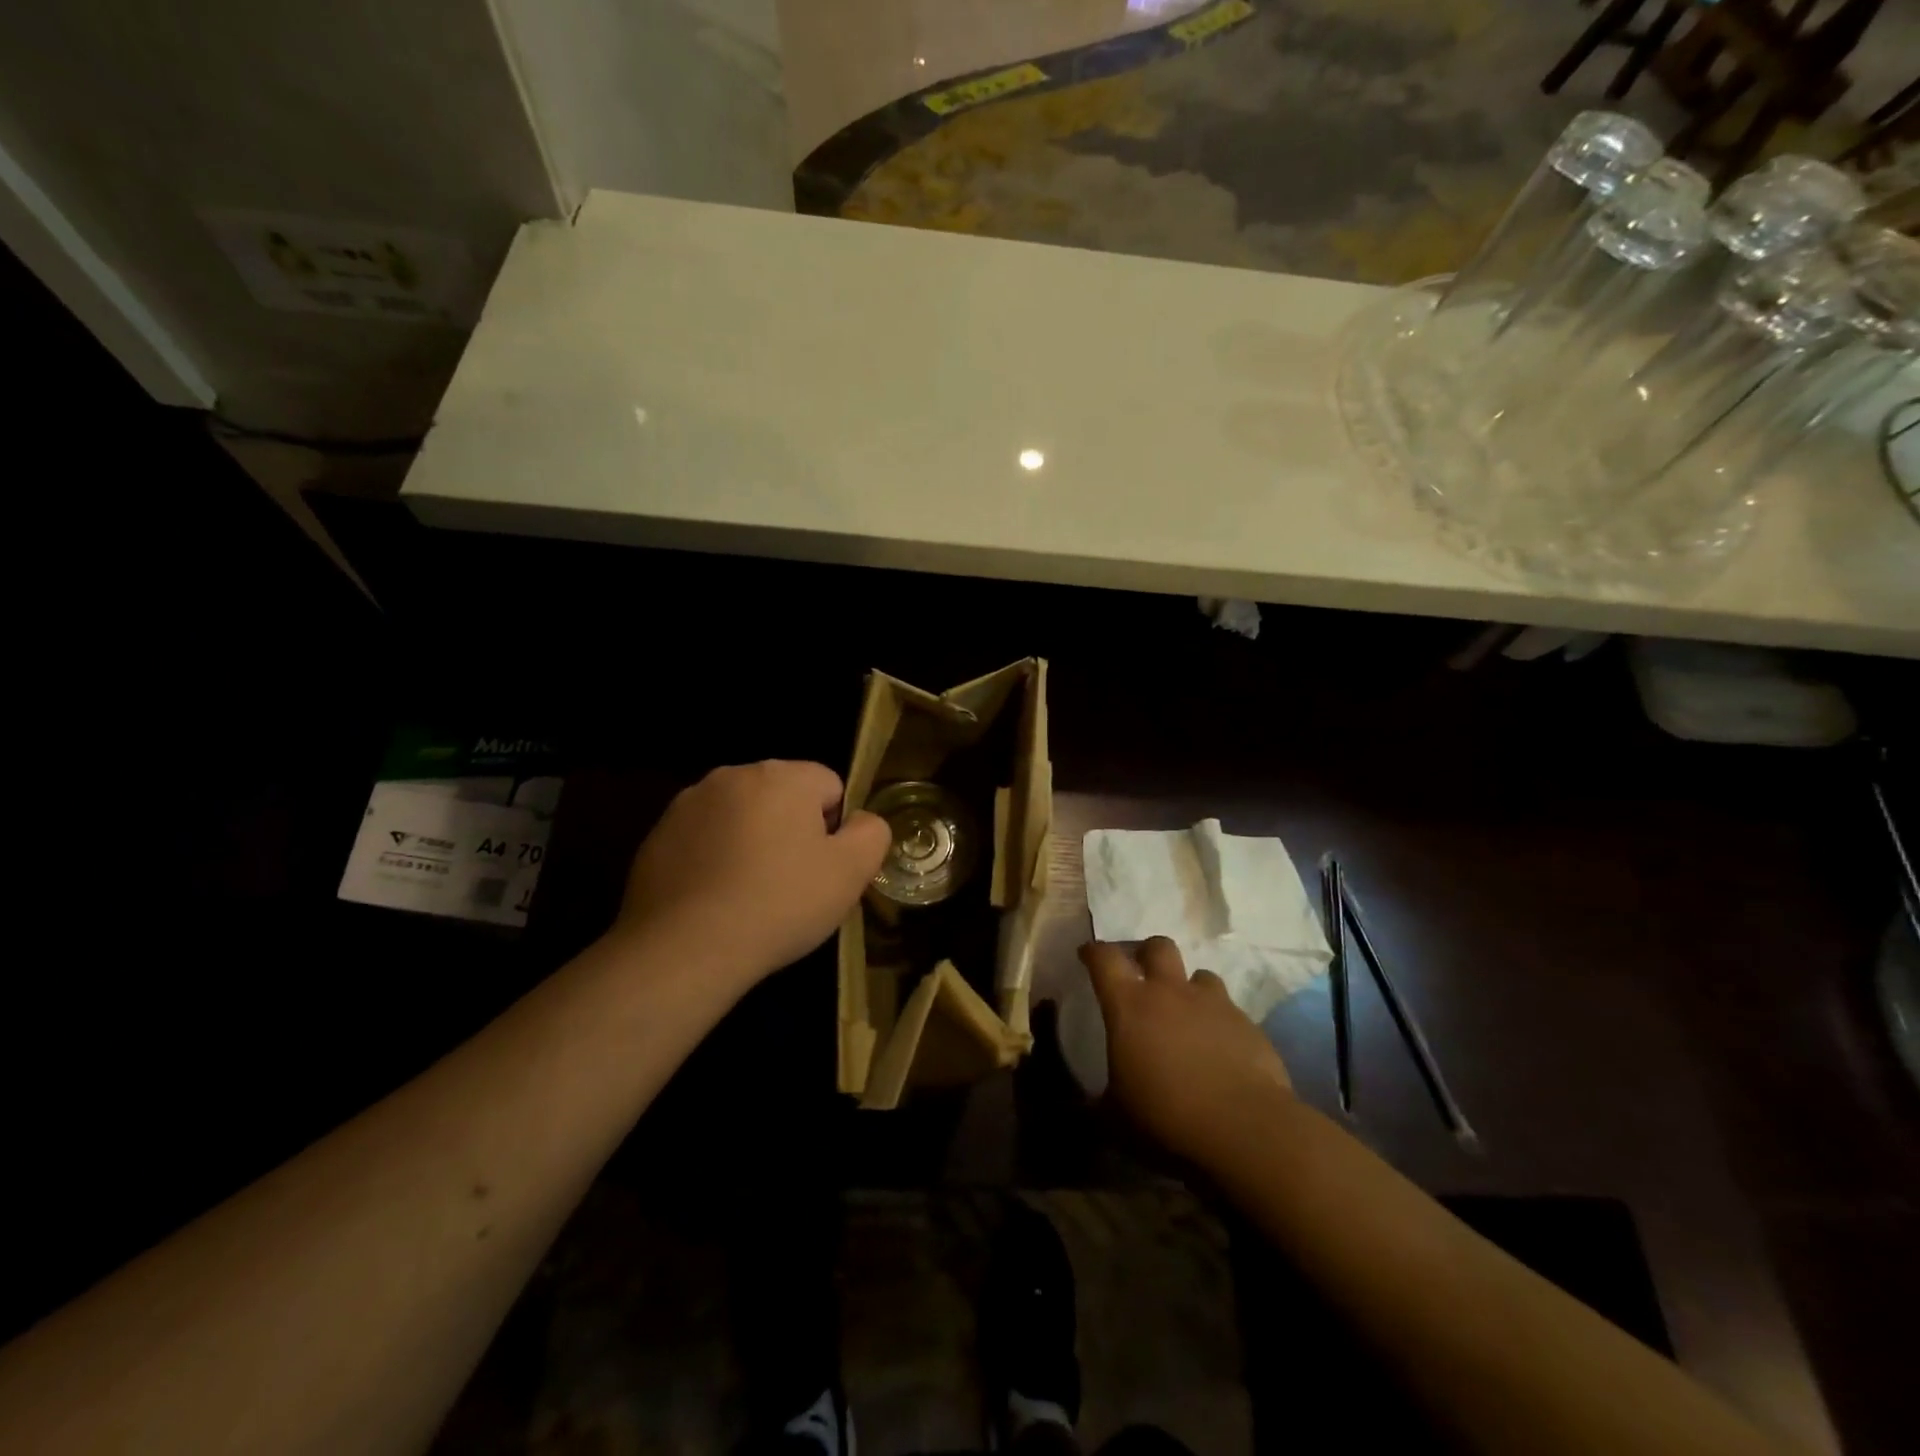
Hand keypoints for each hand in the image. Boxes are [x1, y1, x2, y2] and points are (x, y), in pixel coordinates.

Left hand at [616, 761, 890, 989]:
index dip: (834, 828)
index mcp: (781, 776)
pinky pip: (703, 840)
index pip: (828, 785)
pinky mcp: (657, 836)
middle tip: (791, 884)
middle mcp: (732, 775)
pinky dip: (714, 860)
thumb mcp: (851, 873)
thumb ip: (871, 834)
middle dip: (791, 831)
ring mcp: (688, 804)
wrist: (685, 949)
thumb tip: (861, 821)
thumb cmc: (779, 904)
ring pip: (741, 818)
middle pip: (782, 797)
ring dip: (751, 843)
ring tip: (749, 896)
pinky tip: (714, 901)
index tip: (822, 868)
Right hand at [1081, 938, 1291, 1168]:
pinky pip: (1229, 1010)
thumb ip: (1097, 1104)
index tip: (1088, 956)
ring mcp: (1213, 1004)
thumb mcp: (1116, 1118)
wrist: (1245, 1129)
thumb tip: (1081, 1110)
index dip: (1093, 952)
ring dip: (1189, 988)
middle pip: (1158, 946)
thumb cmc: (1167, 1116)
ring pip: (1200, 975)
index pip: (1104, 958)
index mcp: (1129, 1005)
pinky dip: (1219, 1021)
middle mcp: (1170, 992)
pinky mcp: (1247, 1024)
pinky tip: (1219, 1049)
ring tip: (1187, 1015)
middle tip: (1143, 975)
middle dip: (1147, 953)